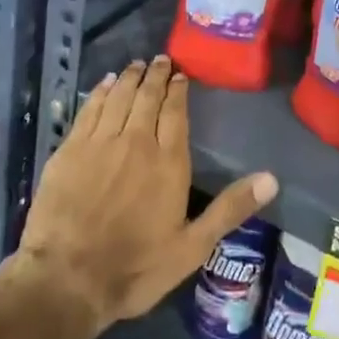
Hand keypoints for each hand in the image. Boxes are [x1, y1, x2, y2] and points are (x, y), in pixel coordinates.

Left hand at [13, 55, 278, 338]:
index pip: (176, 113)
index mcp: (168, 162)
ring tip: (136, 64)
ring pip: (119, 97)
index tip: (181, 74)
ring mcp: (100, 142)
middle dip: (156, 75)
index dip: (179, 90)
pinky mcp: (70, 149)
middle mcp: (136, 141)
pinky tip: (104, 84)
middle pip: (148, 97)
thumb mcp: (192, 247)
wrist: (66, 279)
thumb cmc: (135, 268)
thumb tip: (272, 178)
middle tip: (160, 59)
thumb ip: (230, 209)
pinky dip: (99, 92)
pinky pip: (89, 109)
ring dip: (129, 77)